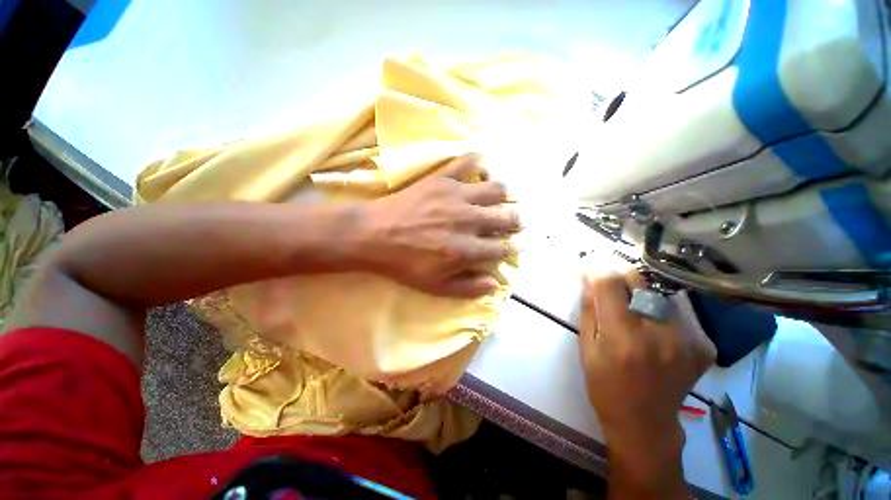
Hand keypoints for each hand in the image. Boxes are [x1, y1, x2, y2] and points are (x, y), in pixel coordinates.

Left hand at [361, 154, 521, 296]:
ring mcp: (457, 196)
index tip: (519, 243)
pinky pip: (470, 162)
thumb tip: (495, 283)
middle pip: (508, 216)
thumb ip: (468, 288)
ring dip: (505, 195)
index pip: (504, 247)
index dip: (516, 246)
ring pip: (497, 189)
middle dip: (517, 220)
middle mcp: (469, 221)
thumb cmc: (404, 264)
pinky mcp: (443, 178)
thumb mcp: (435, 287)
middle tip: (515, 221)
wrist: (373, 235)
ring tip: (502, 198)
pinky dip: (480, 164)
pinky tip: (480, 170)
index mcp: (468, 250)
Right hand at [578, 259, 714, 473]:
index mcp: (623, 338)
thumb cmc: (605, 386)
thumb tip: (588, 276)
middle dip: (618, 268)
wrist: (645, 423)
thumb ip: (589, 308)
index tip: (588, 260)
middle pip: (639, 280)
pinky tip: (651, 316)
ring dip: (639, 287)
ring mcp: (687, 339)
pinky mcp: (703, 344)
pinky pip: (678, 309)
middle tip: (606, 268)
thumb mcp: (586, 347)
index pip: (609, 284)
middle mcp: (659, 334)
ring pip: (659, 290)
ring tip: (627, 294)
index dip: (597, 266)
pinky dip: (660, 305)